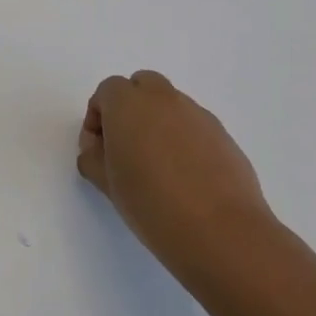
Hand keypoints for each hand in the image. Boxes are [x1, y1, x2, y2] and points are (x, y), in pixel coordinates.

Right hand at [77, 71, 278, 275]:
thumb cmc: (150, 203)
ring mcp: (198, 115)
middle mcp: (164, 99)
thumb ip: (92, 156)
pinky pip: (193, 125)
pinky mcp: (223, 135)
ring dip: (157, 122)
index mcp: (128, 105)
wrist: (218, 230)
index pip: (107, 91)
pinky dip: (182, 138)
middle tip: (125, 146)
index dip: (97, 116)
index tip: (98, 148)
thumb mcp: (105, 182)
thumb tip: (99, 147)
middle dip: (129, 108)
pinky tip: (183, 176)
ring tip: (156, 165)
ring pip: (170, 104)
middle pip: (142, 85)